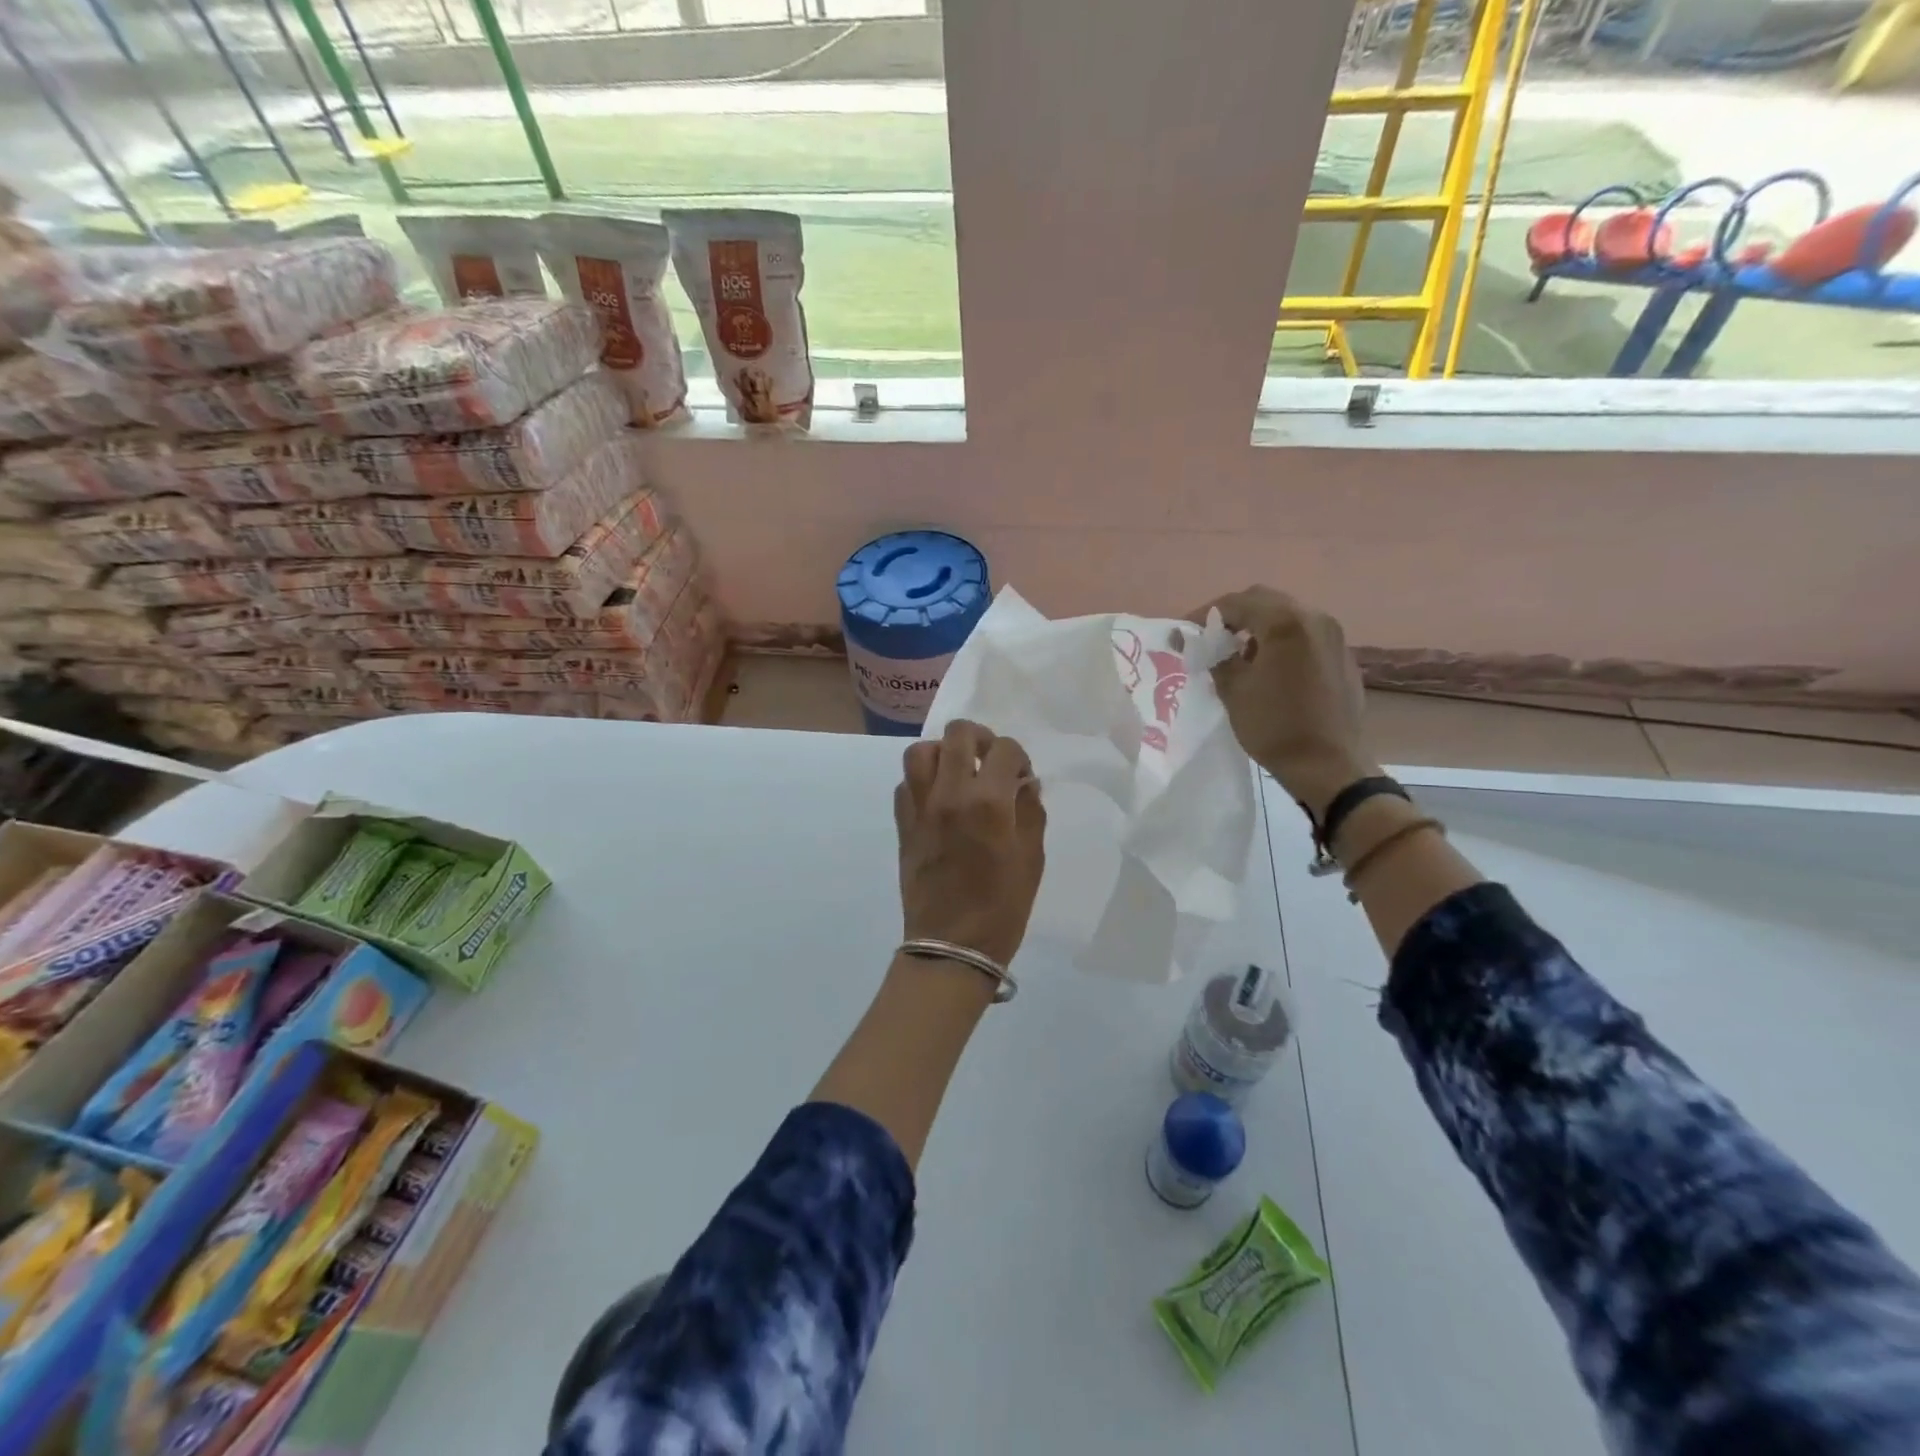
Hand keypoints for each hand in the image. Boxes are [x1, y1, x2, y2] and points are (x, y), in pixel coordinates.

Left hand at [895, 720, 1046, 966]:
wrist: (952, 946)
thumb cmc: (1002, 907)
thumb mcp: (1032, 859)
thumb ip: (1031, 812)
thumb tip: (1025, 784)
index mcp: (988, 802)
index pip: (1005, 749)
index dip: (1019, 757)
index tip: (1022, 778)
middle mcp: (949, 794)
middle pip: (958, 734)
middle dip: (980, 739)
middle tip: (990, 761)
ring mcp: (920, 807)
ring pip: (921, 751)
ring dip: (943, 753)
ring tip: (958, 772)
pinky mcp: (902, 824)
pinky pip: (905, 783)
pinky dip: (922, 780)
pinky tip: (938, 799)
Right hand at [1191, 587, 1379, 817]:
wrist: (1328, 764)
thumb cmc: (1274, 726)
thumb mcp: (1233, 690)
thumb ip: (1216, 657)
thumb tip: (1204, 643)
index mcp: (1285, 622)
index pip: (1237, 602)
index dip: (1206, 614)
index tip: (1186, 632)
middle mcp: (1314, 618)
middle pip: (1266, 601)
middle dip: (1235, 615)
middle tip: (1211, 639)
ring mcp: (1334, 636)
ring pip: (1288, 616)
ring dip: (1260, 626)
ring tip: (1238, 654)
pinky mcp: (1342, 655)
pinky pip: (1305, 635)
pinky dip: (1281, 640)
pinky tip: (1268, 667)